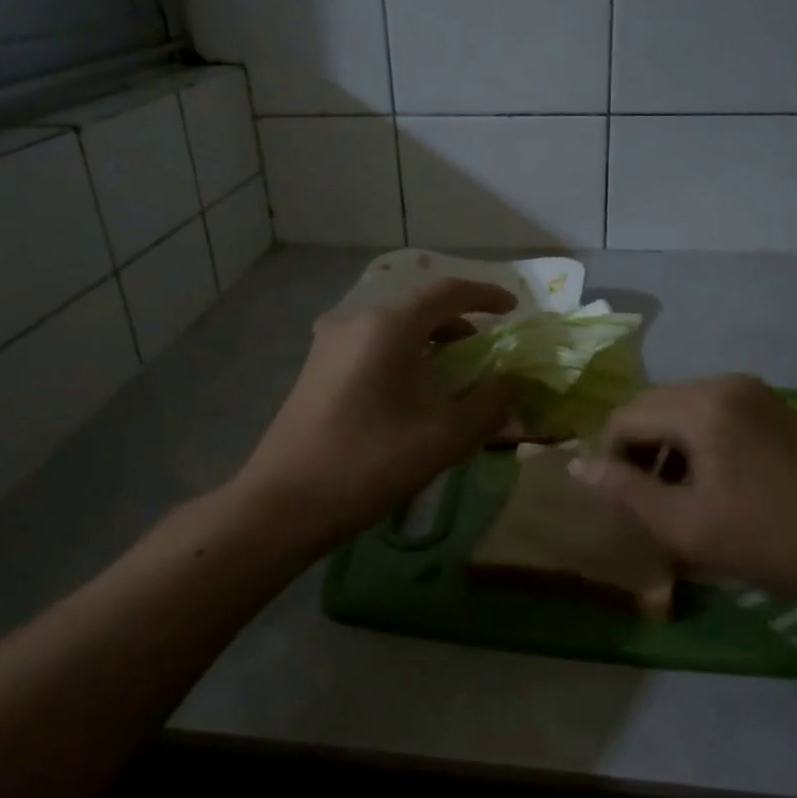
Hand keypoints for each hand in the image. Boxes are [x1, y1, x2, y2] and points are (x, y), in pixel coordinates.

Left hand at [235, 279, 517, 543]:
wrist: (282, 504)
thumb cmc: (368, 464)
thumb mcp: (443, 438)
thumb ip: (489, 405)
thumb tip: (514, 384)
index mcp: (388, 327)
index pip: (448, 293)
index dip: (486, 296)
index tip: (514, 309)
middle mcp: (355, 322)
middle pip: (419, 310)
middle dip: (459, 327)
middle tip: (486, 355)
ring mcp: (328, 345)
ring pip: (393, 331)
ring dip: (429, 345)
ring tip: (453, 379)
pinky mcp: (315, 370)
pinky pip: (371, 349)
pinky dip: (402, 358)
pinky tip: (410, 396)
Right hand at [570, 376, 796, 600]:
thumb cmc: (769, 540)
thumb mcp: (685, 525)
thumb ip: (625, 491)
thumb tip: (576, 466)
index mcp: (701, 406)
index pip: (627, 415)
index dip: (608, 455)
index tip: (616, 497)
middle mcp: (724, 383)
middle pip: (653, 404)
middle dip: (636, 446)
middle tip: (642, 496)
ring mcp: (753, 391)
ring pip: (682, 407)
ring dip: (665, 443)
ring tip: (674, 492)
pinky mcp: (773, 405)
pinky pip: (713, 411)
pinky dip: (696, 438)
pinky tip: (711, 478)